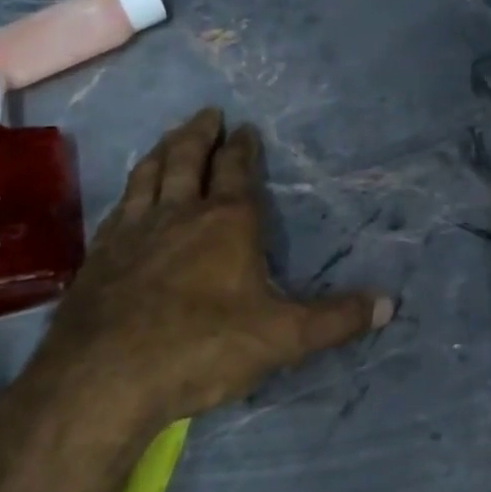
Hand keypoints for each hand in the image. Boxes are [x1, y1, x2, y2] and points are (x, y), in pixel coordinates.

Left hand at [48, 107, 391, 422]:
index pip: (237, 170)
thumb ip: (336, 320)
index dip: (243, 147)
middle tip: (207, 113)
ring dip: (162, 150)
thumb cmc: (203, 348)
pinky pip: (119, 206)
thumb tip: (389, 304)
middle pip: (187, 158)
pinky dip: (129, 190)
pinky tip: (128, 197)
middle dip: (200, 133)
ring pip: (148, 175)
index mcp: (227, 222)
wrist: (104, 378)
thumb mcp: (283, 337)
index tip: (245, 127)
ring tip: (169, 137)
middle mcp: (179, 214)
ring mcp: (134, 231)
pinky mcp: (101, 256)